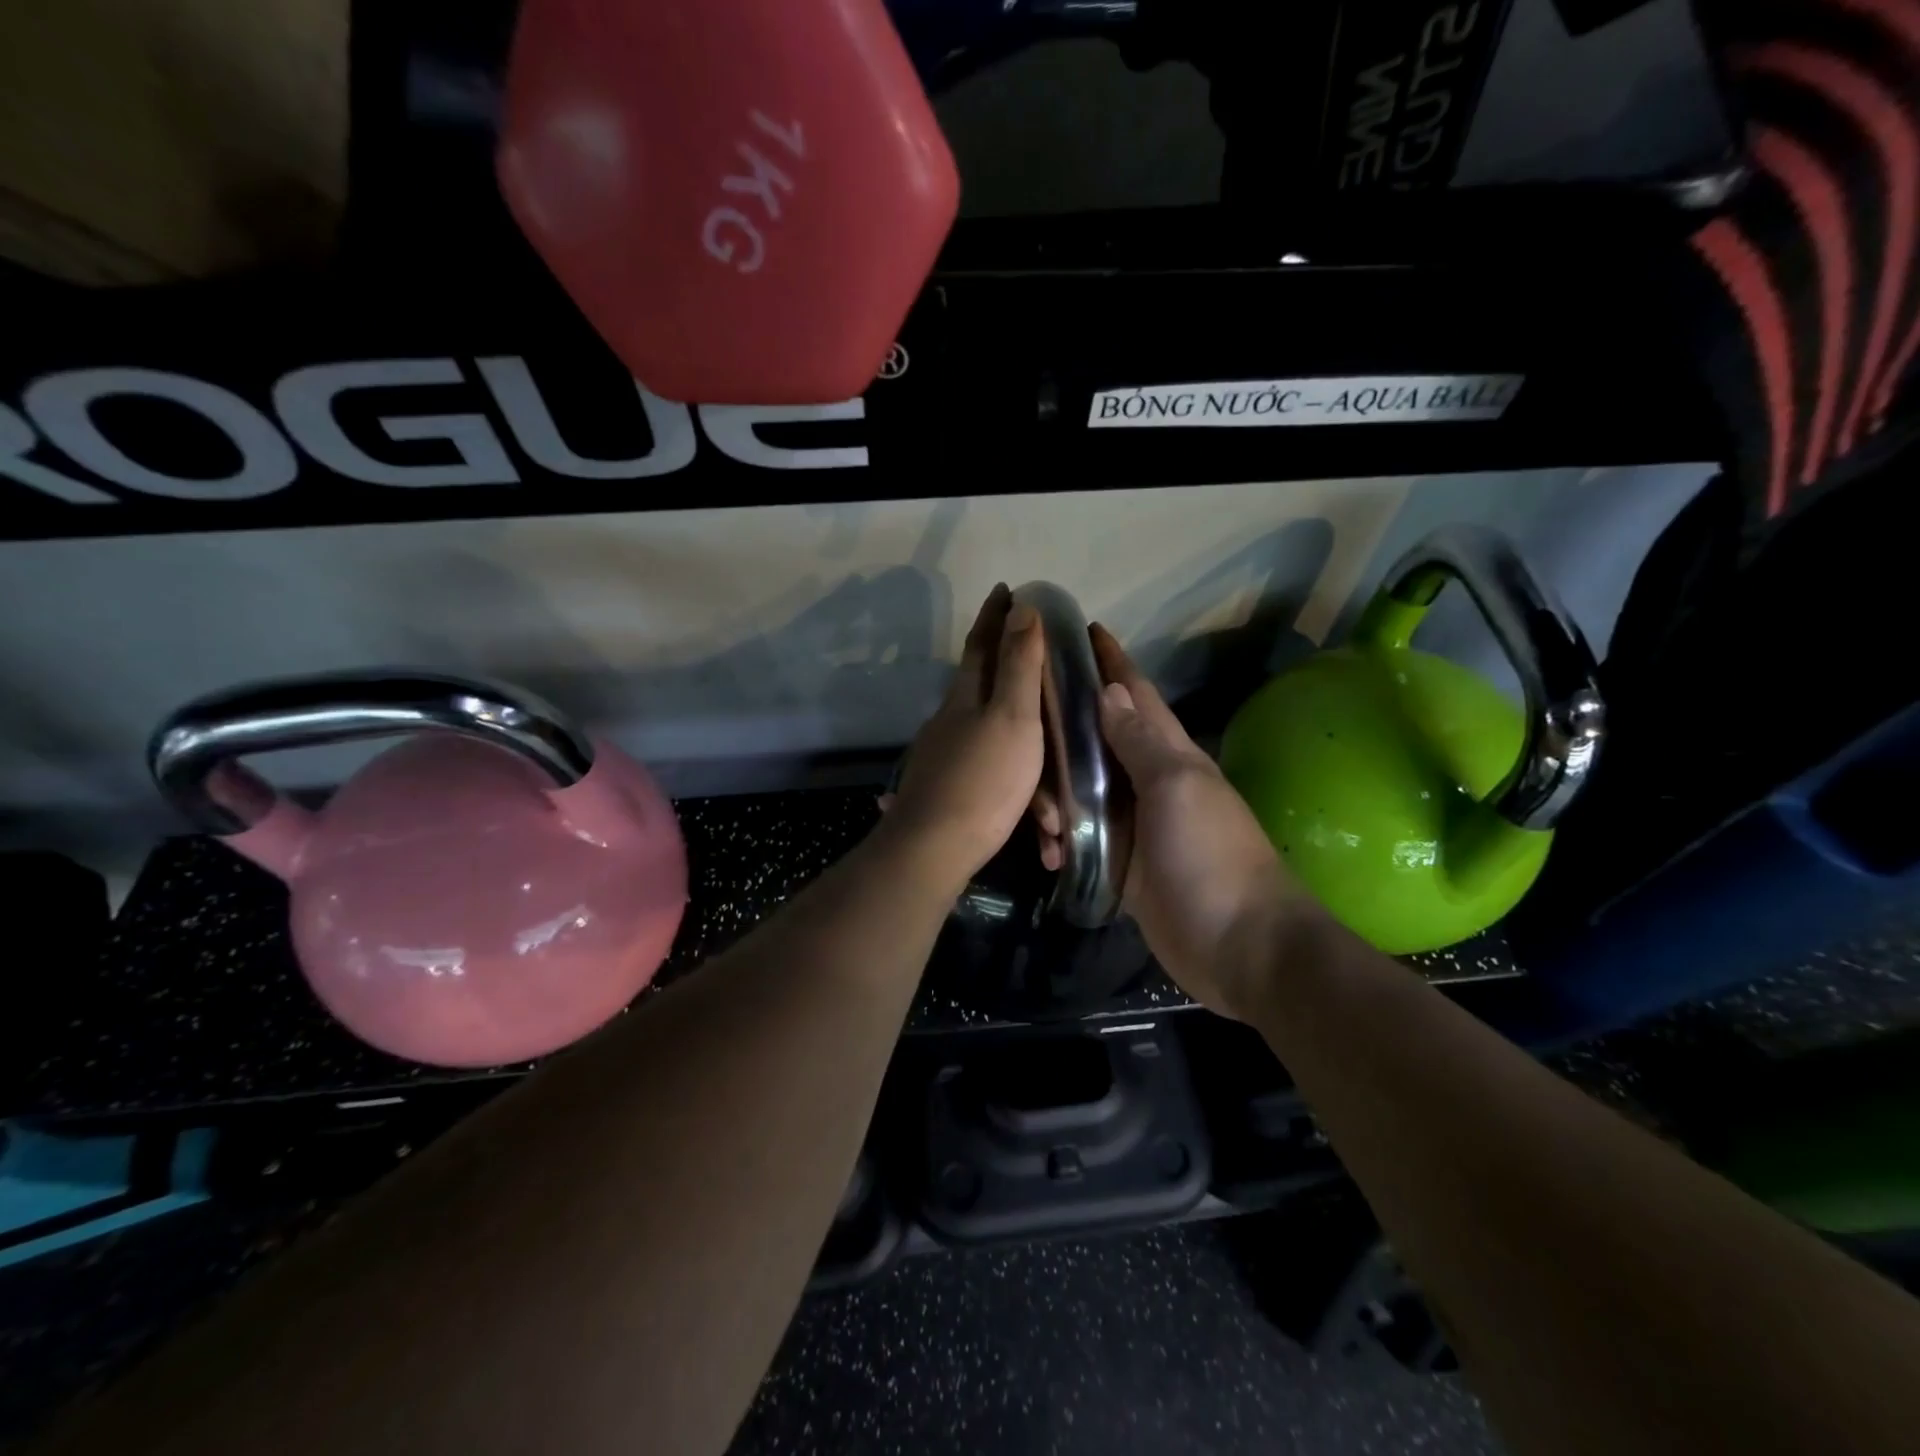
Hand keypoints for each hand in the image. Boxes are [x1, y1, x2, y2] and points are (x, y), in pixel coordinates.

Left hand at [881, 585, 1045, 891]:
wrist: (933, 850)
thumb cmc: (983, 780)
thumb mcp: (1013, 719)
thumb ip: (1018, 667)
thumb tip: (1021, 609)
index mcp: (965, 698)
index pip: (981, 645)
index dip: (994, 616)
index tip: (1005, 589)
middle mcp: (949, 722)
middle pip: (986, 692)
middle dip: (1015, 682)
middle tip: (1045, 681)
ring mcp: (942, 759)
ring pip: (994, 748)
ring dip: (1029, 769)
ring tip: (1054, 812)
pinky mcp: (943, 793)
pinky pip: (990, 783)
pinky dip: (1016, 798)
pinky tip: (1031, 823)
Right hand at [1064, 625, 1313, 1017]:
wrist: (1240, 948)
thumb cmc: (1210, 858)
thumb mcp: (1176, 789)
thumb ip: (1140, 742)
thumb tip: (1108, 691)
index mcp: (1167, 753)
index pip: (1133, 694)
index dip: (1109, 660)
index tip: (1077, 628)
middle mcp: (1147, 781)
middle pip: (1095, 739)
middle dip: (1058, 732)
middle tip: (1019, 734)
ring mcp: (1134, 825)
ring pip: (1080, 790)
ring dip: (1052, 796)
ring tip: (1037, 818)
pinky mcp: (1121, 864)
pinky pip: (1080, 838)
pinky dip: (1059, 840)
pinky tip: (1047, 854)